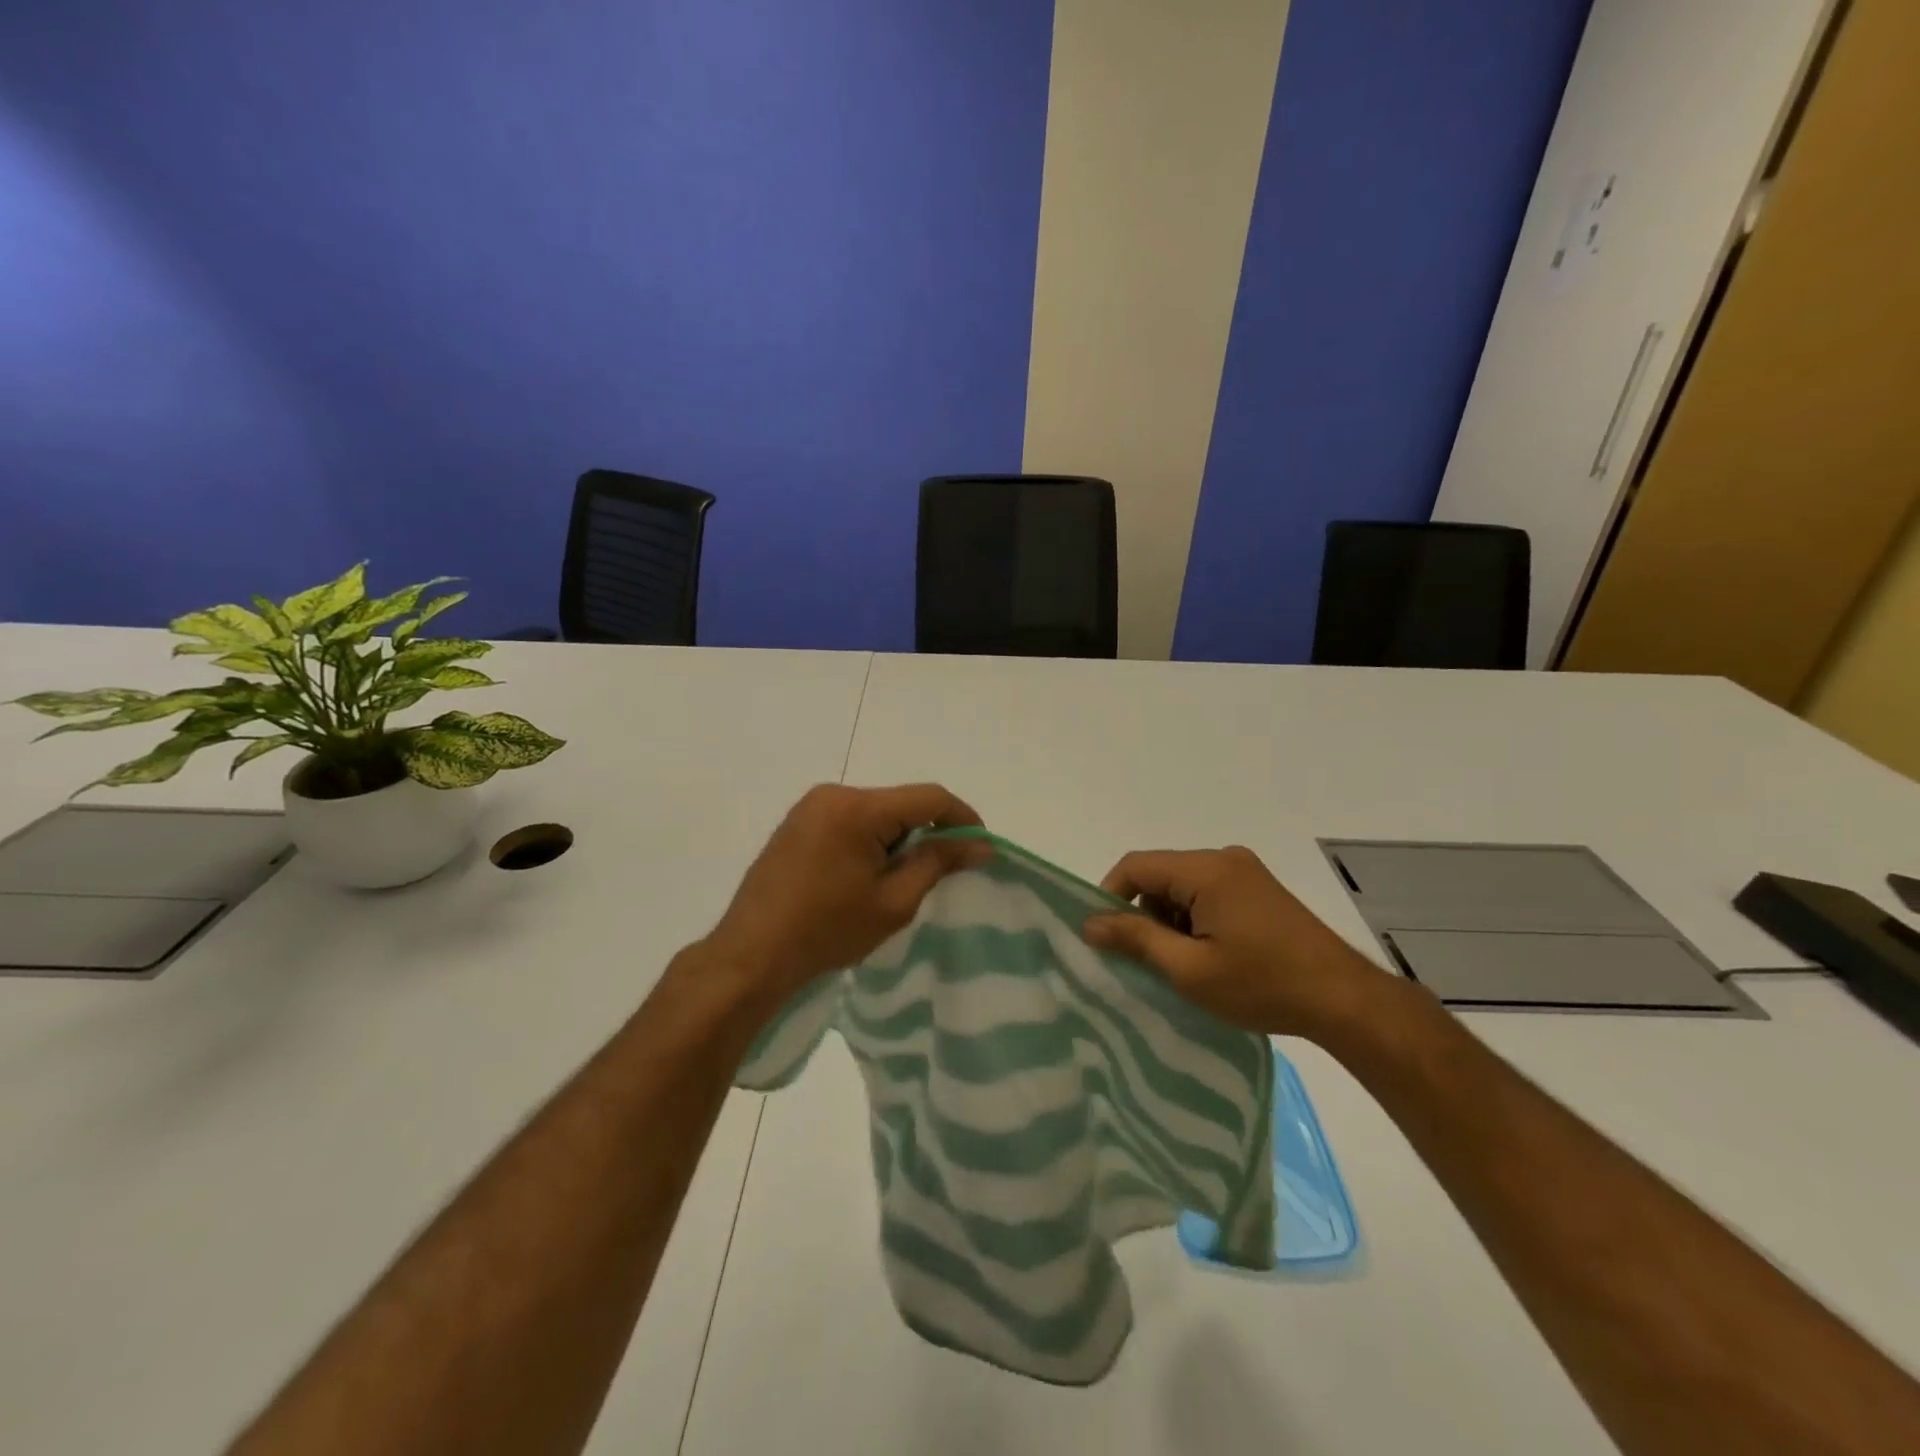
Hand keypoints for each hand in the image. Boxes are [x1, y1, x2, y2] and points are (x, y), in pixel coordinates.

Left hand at [699, 783, 984, 1013]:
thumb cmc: (826, 931)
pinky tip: (867, 876)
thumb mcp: (893, 902)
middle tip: (941, 873)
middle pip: (901, 802)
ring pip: (876, 811)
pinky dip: (871, 839)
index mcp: (857, 808)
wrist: (750, 955)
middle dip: (928, 831)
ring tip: (900, 881)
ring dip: (898, 837)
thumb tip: (979, 845)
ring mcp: (810, 806)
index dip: (963, 818)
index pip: (929, 797)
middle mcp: (833, 794)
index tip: (980, 848)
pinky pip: (850, 819)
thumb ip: (938, 863)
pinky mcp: (797, 822)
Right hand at [1083, 846, 1391, 1039]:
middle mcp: (1224, 858)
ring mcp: (1246, 872)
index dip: (1110, 897)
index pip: (1136, 866)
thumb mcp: (1189, 969)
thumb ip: (1136, 939)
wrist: (1344, 1000)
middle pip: (1160, 875)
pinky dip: (1196, 919)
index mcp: (1206, 869)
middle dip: (1145, 914)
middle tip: (1152, 961)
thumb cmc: (1262, 984)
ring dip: (1172, 920)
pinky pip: (1208, 893)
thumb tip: (1089, 922)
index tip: (1105, 938)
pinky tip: (1213, 956)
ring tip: (1187, 965)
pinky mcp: (1259, 889)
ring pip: (1183, 886)